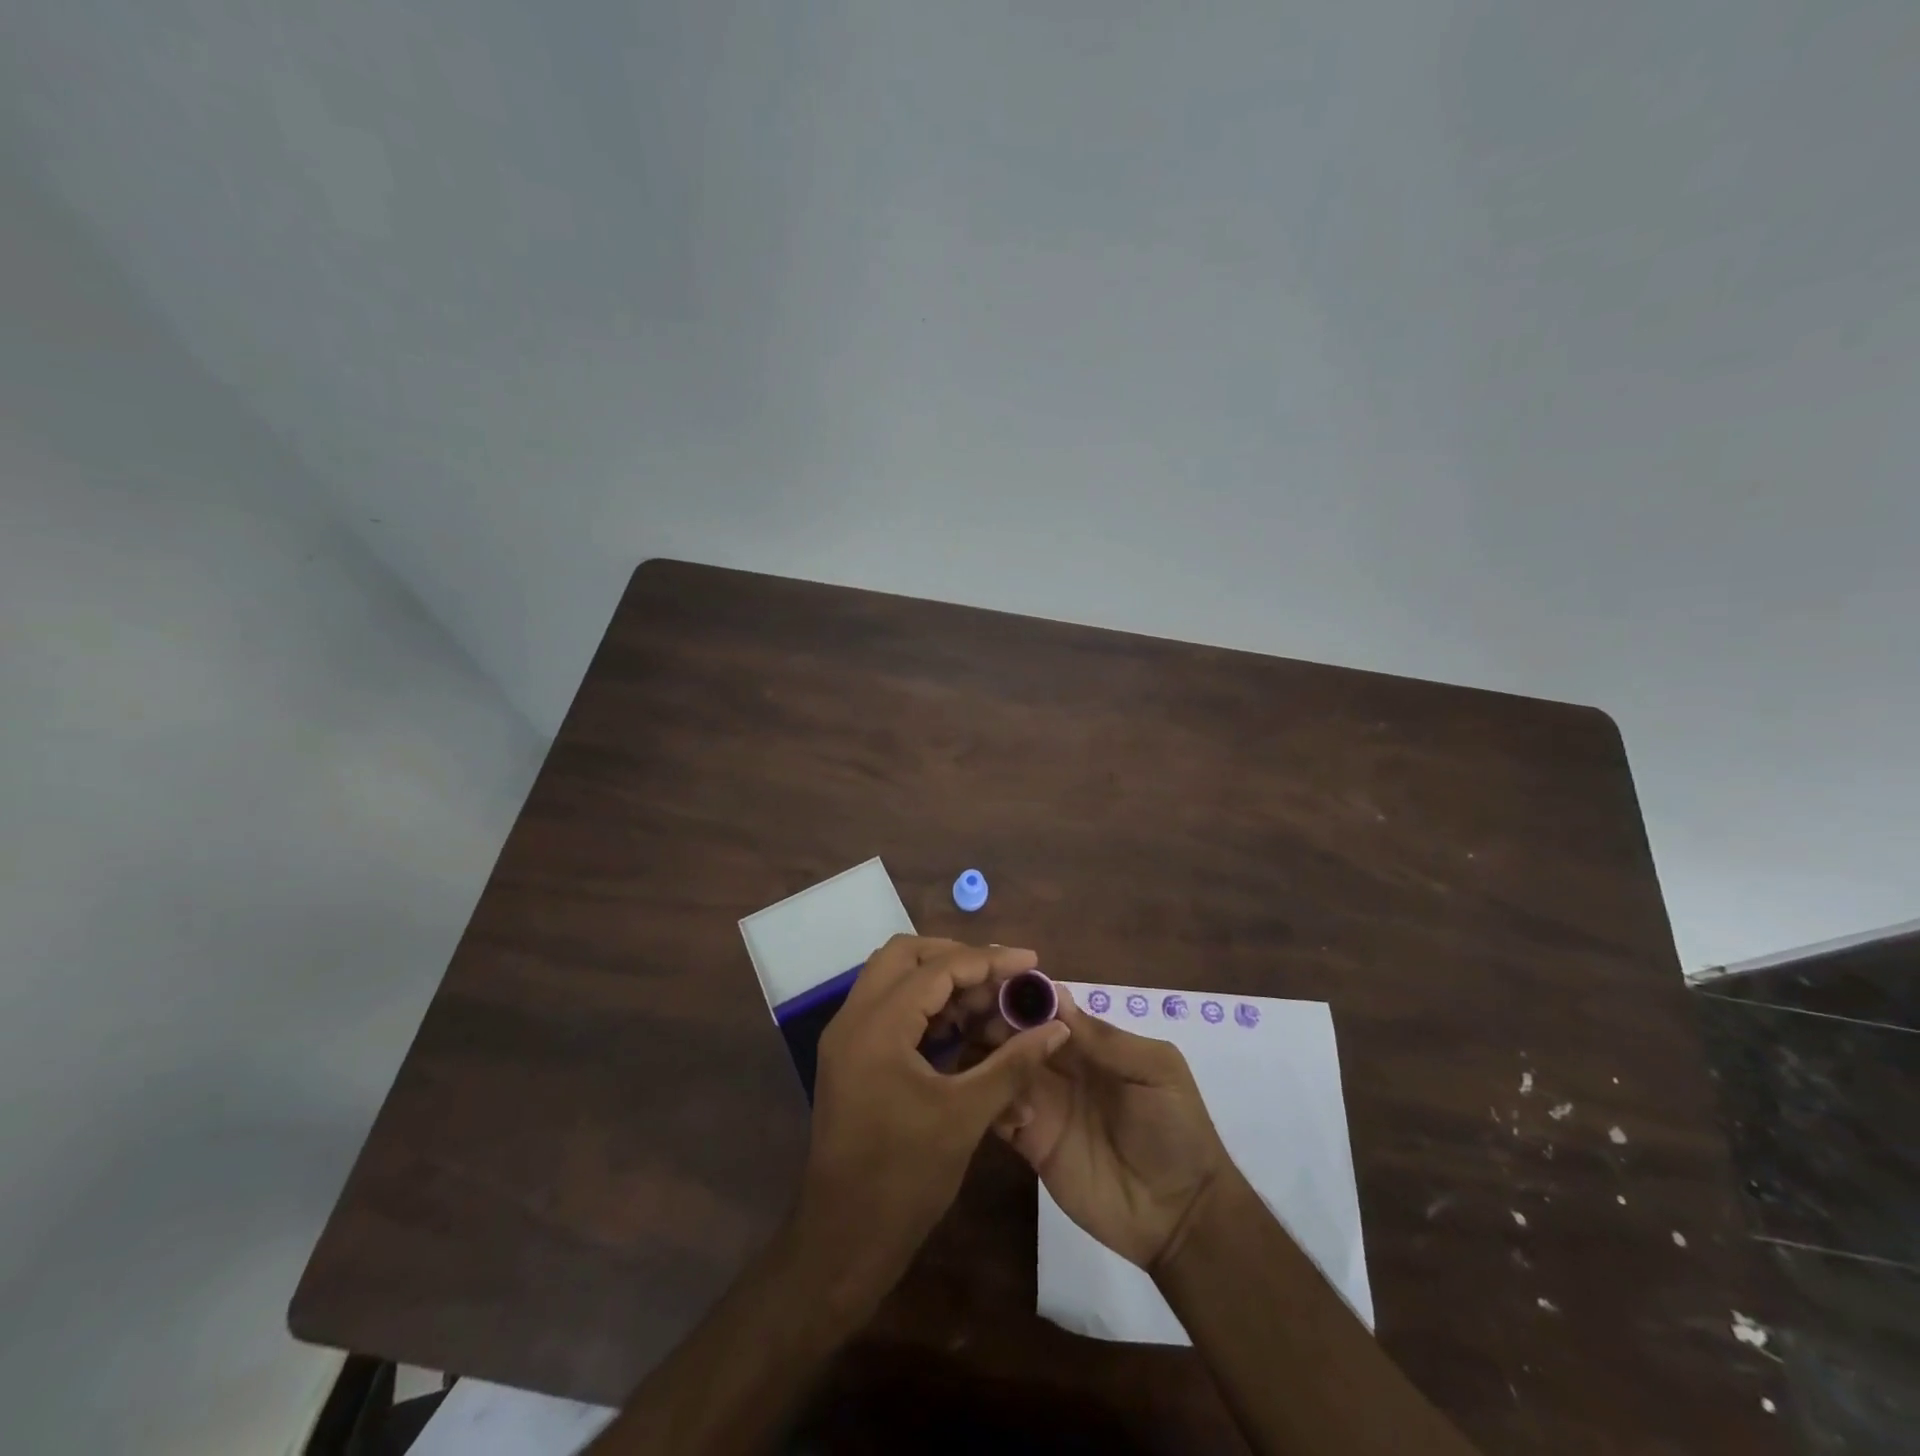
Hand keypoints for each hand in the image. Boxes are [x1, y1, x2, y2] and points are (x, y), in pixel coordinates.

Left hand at [796, 936, 1071, 1298]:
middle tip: (1001, 976)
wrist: (843, 1242)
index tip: (1031, 961)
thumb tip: (1057, 1027)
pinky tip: (961, 1026)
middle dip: (956, 957)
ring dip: (939, 979)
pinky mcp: (850, 1057)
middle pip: (905, 955)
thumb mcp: (966, 1116)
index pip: (937, 968)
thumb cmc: (904, 1179)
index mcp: (877, 1026)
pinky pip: (887, 1008)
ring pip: (893, 978)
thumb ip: (1012, 1064)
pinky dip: (923, 1005)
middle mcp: (853, 1018)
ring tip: (988, 998)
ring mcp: (846, 1037)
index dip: (988, 961)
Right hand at [989, 989, 1229, 1269]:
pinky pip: (999, 1113)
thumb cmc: (1176, 1130)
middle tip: (975, 1020)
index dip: (1023, 996)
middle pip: (1017, 1034)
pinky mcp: (1031, 1143)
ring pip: (1001, 1069)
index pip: (1048, 1009)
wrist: (1181, 1214)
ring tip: (984, 1058)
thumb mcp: (1156, 1071)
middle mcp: (1060, 1067)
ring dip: (988, 1058)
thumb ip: (1106, 1039)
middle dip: (996, 1022)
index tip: (996, 986)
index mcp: (1089, 1044)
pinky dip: (992, 1101)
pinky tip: (1003, 1103)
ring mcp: (1043, 1104)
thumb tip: (1057, 996)